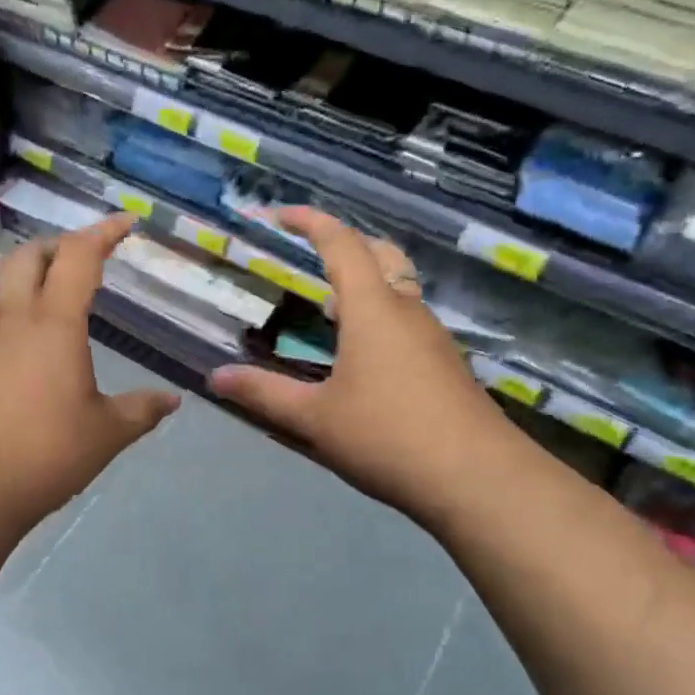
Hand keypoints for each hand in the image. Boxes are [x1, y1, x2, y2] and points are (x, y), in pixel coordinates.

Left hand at [0, 215, 180, 540]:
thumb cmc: (41, 455)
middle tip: (82, 260)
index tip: (125, 222)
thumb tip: (171, 400)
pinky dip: (2, 315)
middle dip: (58, 247)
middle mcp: (9, 318)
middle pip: (29, 257)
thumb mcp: (104, 436)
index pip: (79, 256)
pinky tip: (12, 349)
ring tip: (46, 301)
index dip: (104, 232)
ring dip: (25, 279)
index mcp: (53, 323)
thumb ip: (140, 411)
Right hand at [209, 208, 512, 518]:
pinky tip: (363, 355)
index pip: (341, 244)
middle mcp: (407, 311)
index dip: (310, 221)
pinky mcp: (447, 365)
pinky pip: (409, 320)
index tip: (280, 214)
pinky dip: (381, 315)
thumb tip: (215, 377)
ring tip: (328, 308)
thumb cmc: (388, 437)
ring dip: (365, 282)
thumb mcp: (314, 418)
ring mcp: (433, 338)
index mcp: (372, 309)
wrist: (479, 480)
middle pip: (381, 254)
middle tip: (311, 253)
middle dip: (346, 242)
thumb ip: (264, 394)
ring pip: (399, 288)